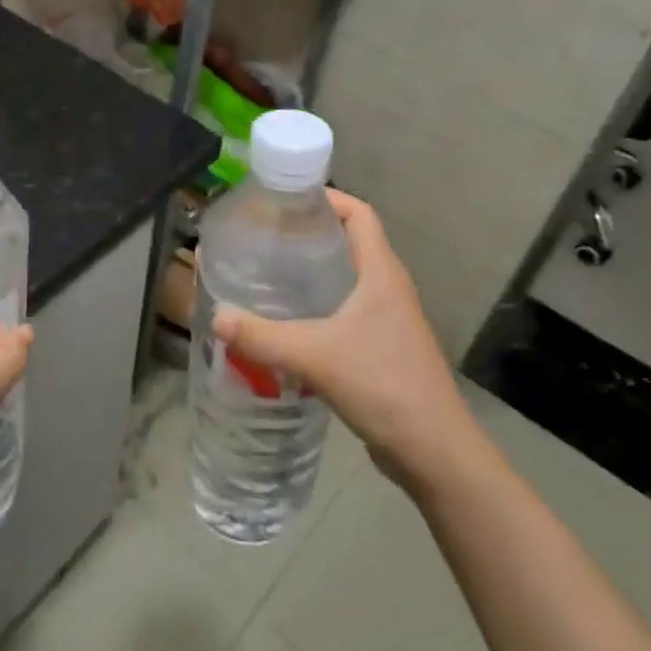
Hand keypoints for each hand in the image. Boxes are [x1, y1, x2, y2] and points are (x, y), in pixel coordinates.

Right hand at [213, 189, 481, 496]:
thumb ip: (262, 336)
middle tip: (263, 236)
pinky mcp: (380, 348)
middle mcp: (387, 288)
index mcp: (381, 273)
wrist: (434, 453)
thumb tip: (216, 315)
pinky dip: (316, 307)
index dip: (328, 197)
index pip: (360, 214)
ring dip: (310, 272)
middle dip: (308, 234)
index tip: (285, 199)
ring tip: (266, 273)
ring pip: (345, 279)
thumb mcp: (315, 356)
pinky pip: (343, 312)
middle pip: (349, 242)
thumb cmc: (384, 385)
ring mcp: (387, 320)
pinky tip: (285, 322)